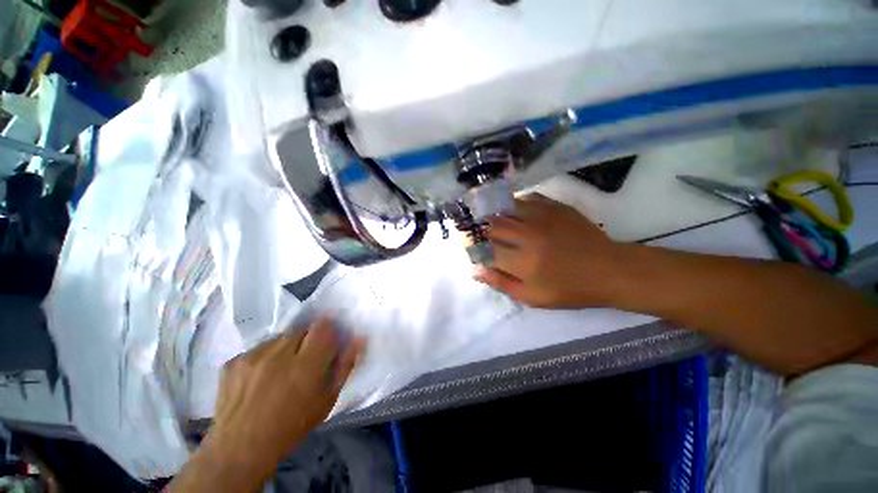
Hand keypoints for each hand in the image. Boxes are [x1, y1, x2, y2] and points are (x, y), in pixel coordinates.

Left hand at [208, 319, 363, 471]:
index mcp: (306, 365)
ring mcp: (253, 356)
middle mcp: (279, 354)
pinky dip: (264, 356)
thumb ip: (345, 365)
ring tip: (280, 369)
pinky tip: (260, 376)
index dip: (327, 330)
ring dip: (286, 347)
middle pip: (302, 329)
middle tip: (304, 359)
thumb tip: (359, 338)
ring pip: (280, 337)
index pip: (323, 326)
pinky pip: (258, 347)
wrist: (240, 447)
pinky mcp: (233, 361)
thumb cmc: (292, 426)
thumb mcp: (327, 399)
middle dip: (307, 339)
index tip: (327, 341)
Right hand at [474, 195, 627, 307]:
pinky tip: (515, 210)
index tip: (472, 247)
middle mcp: (528, 235)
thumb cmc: (569, 289)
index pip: (487, 248)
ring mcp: (542, 217)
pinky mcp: (555, 207)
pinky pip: (527, 198)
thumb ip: (501, 283)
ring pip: (507, 208)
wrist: (609, 270)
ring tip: (493, 218)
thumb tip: (474, 270)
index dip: (476, 247)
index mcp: (522, 261)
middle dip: (483, 228)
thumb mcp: (532, 297)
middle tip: (481, 232)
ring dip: (496, 213)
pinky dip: (516, 203)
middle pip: (494, 225)